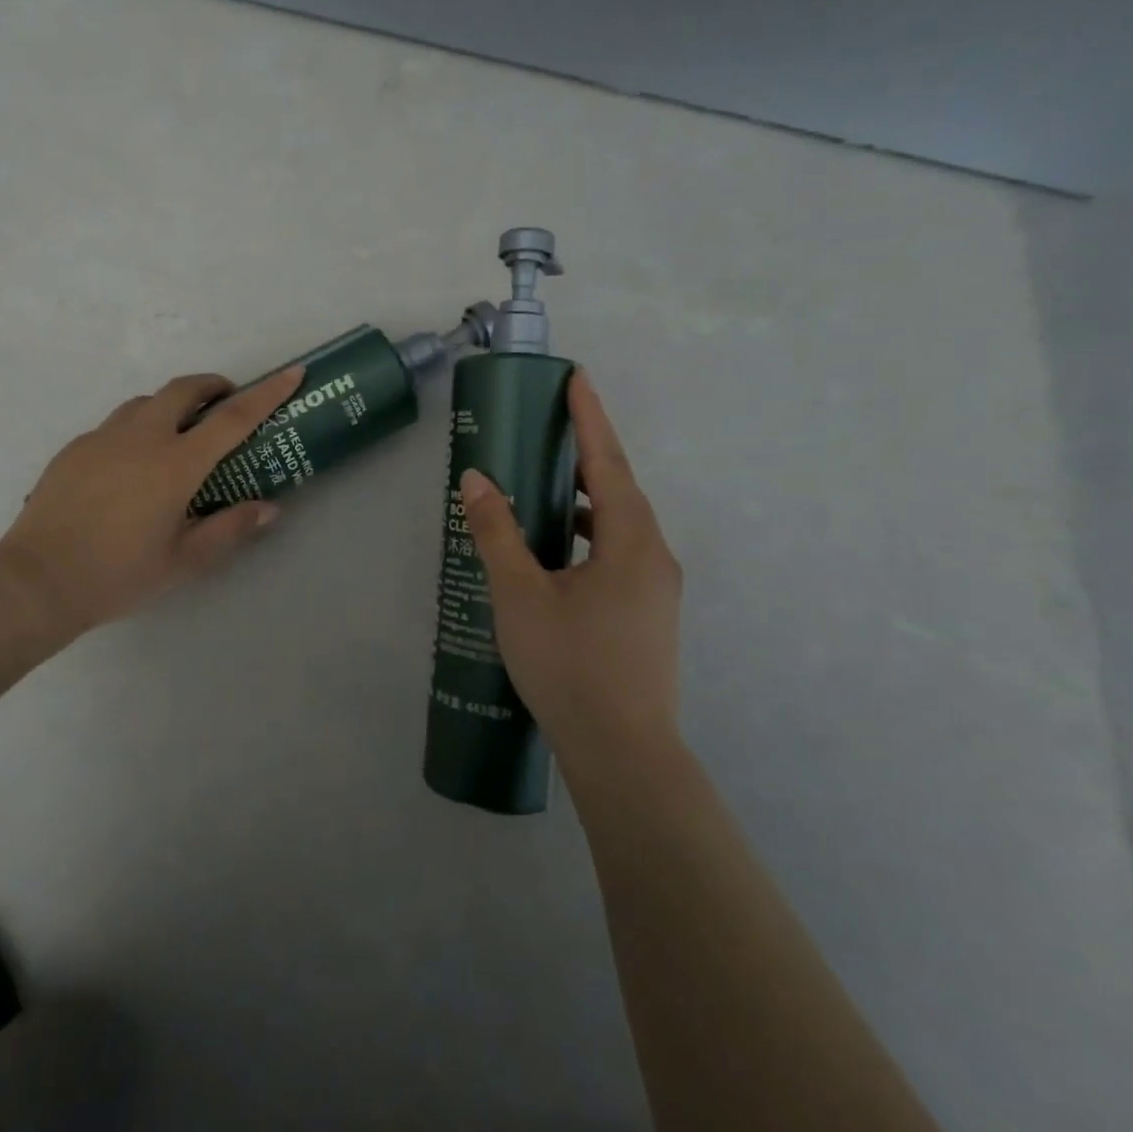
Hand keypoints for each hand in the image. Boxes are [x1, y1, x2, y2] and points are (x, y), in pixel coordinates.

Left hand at [0, 367, 303, 639]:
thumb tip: (268, 507)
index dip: (268, 393)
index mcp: (176, 463)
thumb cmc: (119, 574)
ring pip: (146, 402)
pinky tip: (132, 466)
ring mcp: (104, 437)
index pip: (234, 417)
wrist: (38, 580)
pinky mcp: (76, 448)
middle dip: (213, 386)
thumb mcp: (185, 561)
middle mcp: (142, 437)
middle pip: (184, 389)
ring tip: (179, 435)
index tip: (292, 373)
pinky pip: (116, 424)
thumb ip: (231, 528)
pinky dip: (138, 428)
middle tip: (226, 403)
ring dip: (172, 405)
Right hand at [459, 370, 682, 771]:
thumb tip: (477, 479)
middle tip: (550, 425)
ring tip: (544, 484)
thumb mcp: (521, 595)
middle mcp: (653, 556)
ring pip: (618, 524)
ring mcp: (655, 588)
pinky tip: (555, 549)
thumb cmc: (570, 666)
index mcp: (630, 542)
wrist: (622, 753)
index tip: (576, 377)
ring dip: (584, 497)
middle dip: (585, 453)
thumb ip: (497, 533)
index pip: (607, 462)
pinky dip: (586, 534)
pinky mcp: (647, 613)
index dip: (590, 417)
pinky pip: (617, 551)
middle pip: (618, 488)